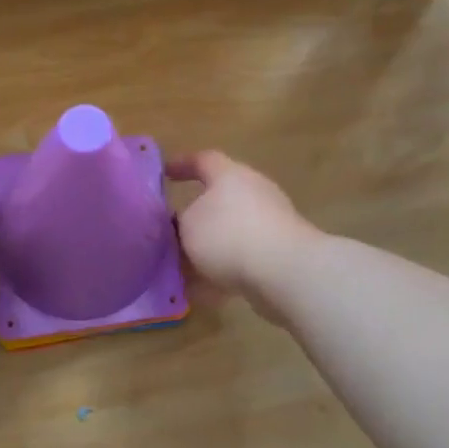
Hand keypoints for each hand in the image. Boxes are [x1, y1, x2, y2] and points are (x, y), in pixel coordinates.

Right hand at [167, 151, 319, 305]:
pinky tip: (207, 287)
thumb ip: (180, 222)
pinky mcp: (280, 249)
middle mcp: (254, 191)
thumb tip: (183, 224)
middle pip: (220, 196)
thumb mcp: (187, 227)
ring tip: (186, 264)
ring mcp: (271, 220)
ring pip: (231, 228)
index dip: (182, 164)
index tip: (165, 173)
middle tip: (173, 228)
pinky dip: (225, 266)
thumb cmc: (228, 236)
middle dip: (197, 212)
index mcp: (230, 175)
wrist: (283, 271)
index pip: (203, 160)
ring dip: (210, 244)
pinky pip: (244, 254)